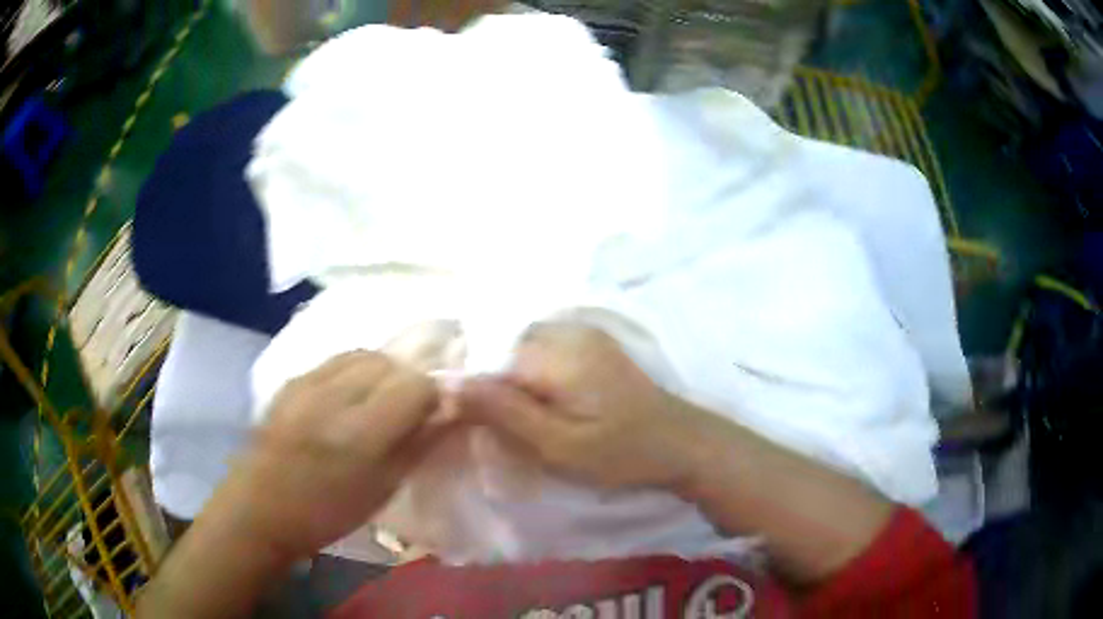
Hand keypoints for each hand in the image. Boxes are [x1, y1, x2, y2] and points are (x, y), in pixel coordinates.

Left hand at [206, 351, 440, 562]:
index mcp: (359, 433)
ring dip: (382, 372)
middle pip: (390, 362)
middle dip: (409, 381)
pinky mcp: (291, 379)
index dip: (433, 396)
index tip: (435, 416)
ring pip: (363, 354)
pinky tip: (350, 397)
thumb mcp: (383, 490)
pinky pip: (336, 360)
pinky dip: (355, 371)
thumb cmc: (326, 513)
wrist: (259, 508)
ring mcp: (307, 382)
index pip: (415, 384)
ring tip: (381, 401)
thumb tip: (449, 414)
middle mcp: (332, 396)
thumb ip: (419, 446)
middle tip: (409, 411)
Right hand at [459, 323, 695, 490]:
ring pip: (520, 351)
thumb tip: (446, 380)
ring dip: (513, 383)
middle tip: (507, 429)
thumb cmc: (621, 453)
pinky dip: (533, 377)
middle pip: (501, 350)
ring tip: (528, 420)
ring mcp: (581, 332)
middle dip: (494, 387)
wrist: (681, 442)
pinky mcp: (591, 342)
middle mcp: (564, 329)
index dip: (474, 393)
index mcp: (553, 352)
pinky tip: (547, 405)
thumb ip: (502, 411)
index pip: (485, 359)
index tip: (477, 428)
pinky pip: (542, 351)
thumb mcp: (557, 445)